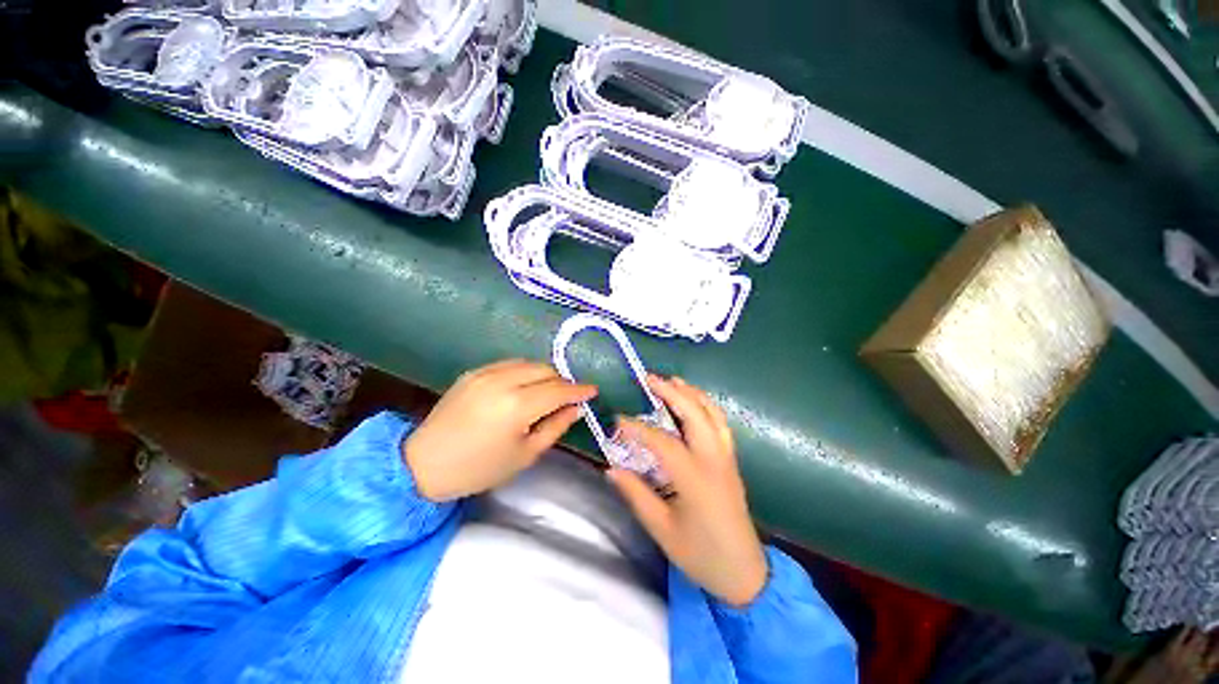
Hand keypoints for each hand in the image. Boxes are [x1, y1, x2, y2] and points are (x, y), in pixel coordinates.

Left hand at [403, 359, 595, 501]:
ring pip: (529, 363)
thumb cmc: (479, 468)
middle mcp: (503, 381)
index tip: (593, 391)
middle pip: (546, 370)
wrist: (423, 464)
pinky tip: (522, 387)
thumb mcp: (525, 455)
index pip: (559, 390)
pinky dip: (524, 371)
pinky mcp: (473, 372)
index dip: (579, 390)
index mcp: (517, 406)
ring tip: (545, 392)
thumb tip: (576, 409)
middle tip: (567, 398)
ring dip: (544, 374)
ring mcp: (485, 373)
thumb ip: (555, 427)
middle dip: (561, 382)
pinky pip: (509, 364)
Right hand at [608, 375, 767, 606]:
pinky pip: (720, 422)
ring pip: (712, 413)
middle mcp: (713, 460)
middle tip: (649, 378)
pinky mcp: (731, 460)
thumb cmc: (700, 554)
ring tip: (672, 380)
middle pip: (694, 413)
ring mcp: (726, 457)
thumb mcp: (661, 529)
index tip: (618, 420)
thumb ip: (636, 494)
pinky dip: (706, 405)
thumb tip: (611, 468)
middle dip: (671, 392)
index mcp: (694, 478)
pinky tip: (693, 401)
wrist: (744, 572)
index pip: (661, 442)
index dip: (637, 428)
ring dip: (691, 392)